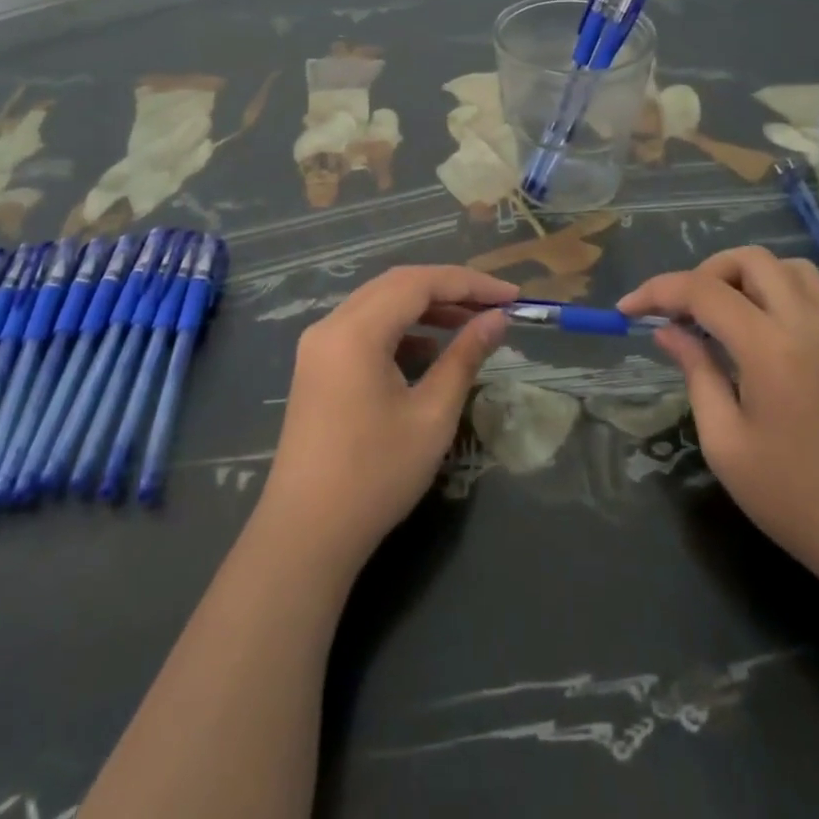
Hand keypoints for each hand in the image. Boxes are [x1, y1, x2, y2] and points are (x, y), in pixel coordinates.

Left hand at [259, 266, 515, 574]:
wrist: (306, 535)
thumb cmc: (375, 475)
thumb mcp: (432, 415)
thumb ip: (465, 357)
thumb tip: (497, 320)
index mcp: (355, 331)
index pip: (419, 283)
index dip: (470, 283)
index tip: (512, 296)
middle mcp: (331, 325)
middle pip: (397, 285)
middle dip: (449, 289)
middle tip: (494, 304)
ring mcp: (319, 346)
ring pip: (379, 304)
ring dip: (425, 306)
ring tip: (469, 322)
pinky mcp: (317, 367)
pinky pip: (364, 328)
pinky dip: (400, 328)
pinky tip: (429, 350)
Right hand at [619, 247, 818, 587]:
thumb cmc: (791, 497)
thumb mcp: (724, 442)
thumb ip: (696, 372)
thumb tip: (667, 330)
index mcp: (769, 348)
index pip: (703, 291)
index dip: (657, 291)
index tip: (626, 309)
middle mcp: (805, 324)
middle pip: (749, 260)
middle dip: (704, 273)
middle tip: (681, 313)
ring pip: (786, 265)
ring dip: (746, 275)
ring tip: (721, 313)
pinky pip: (815, 289)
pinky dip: (782, 288)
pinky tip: (765, 322)